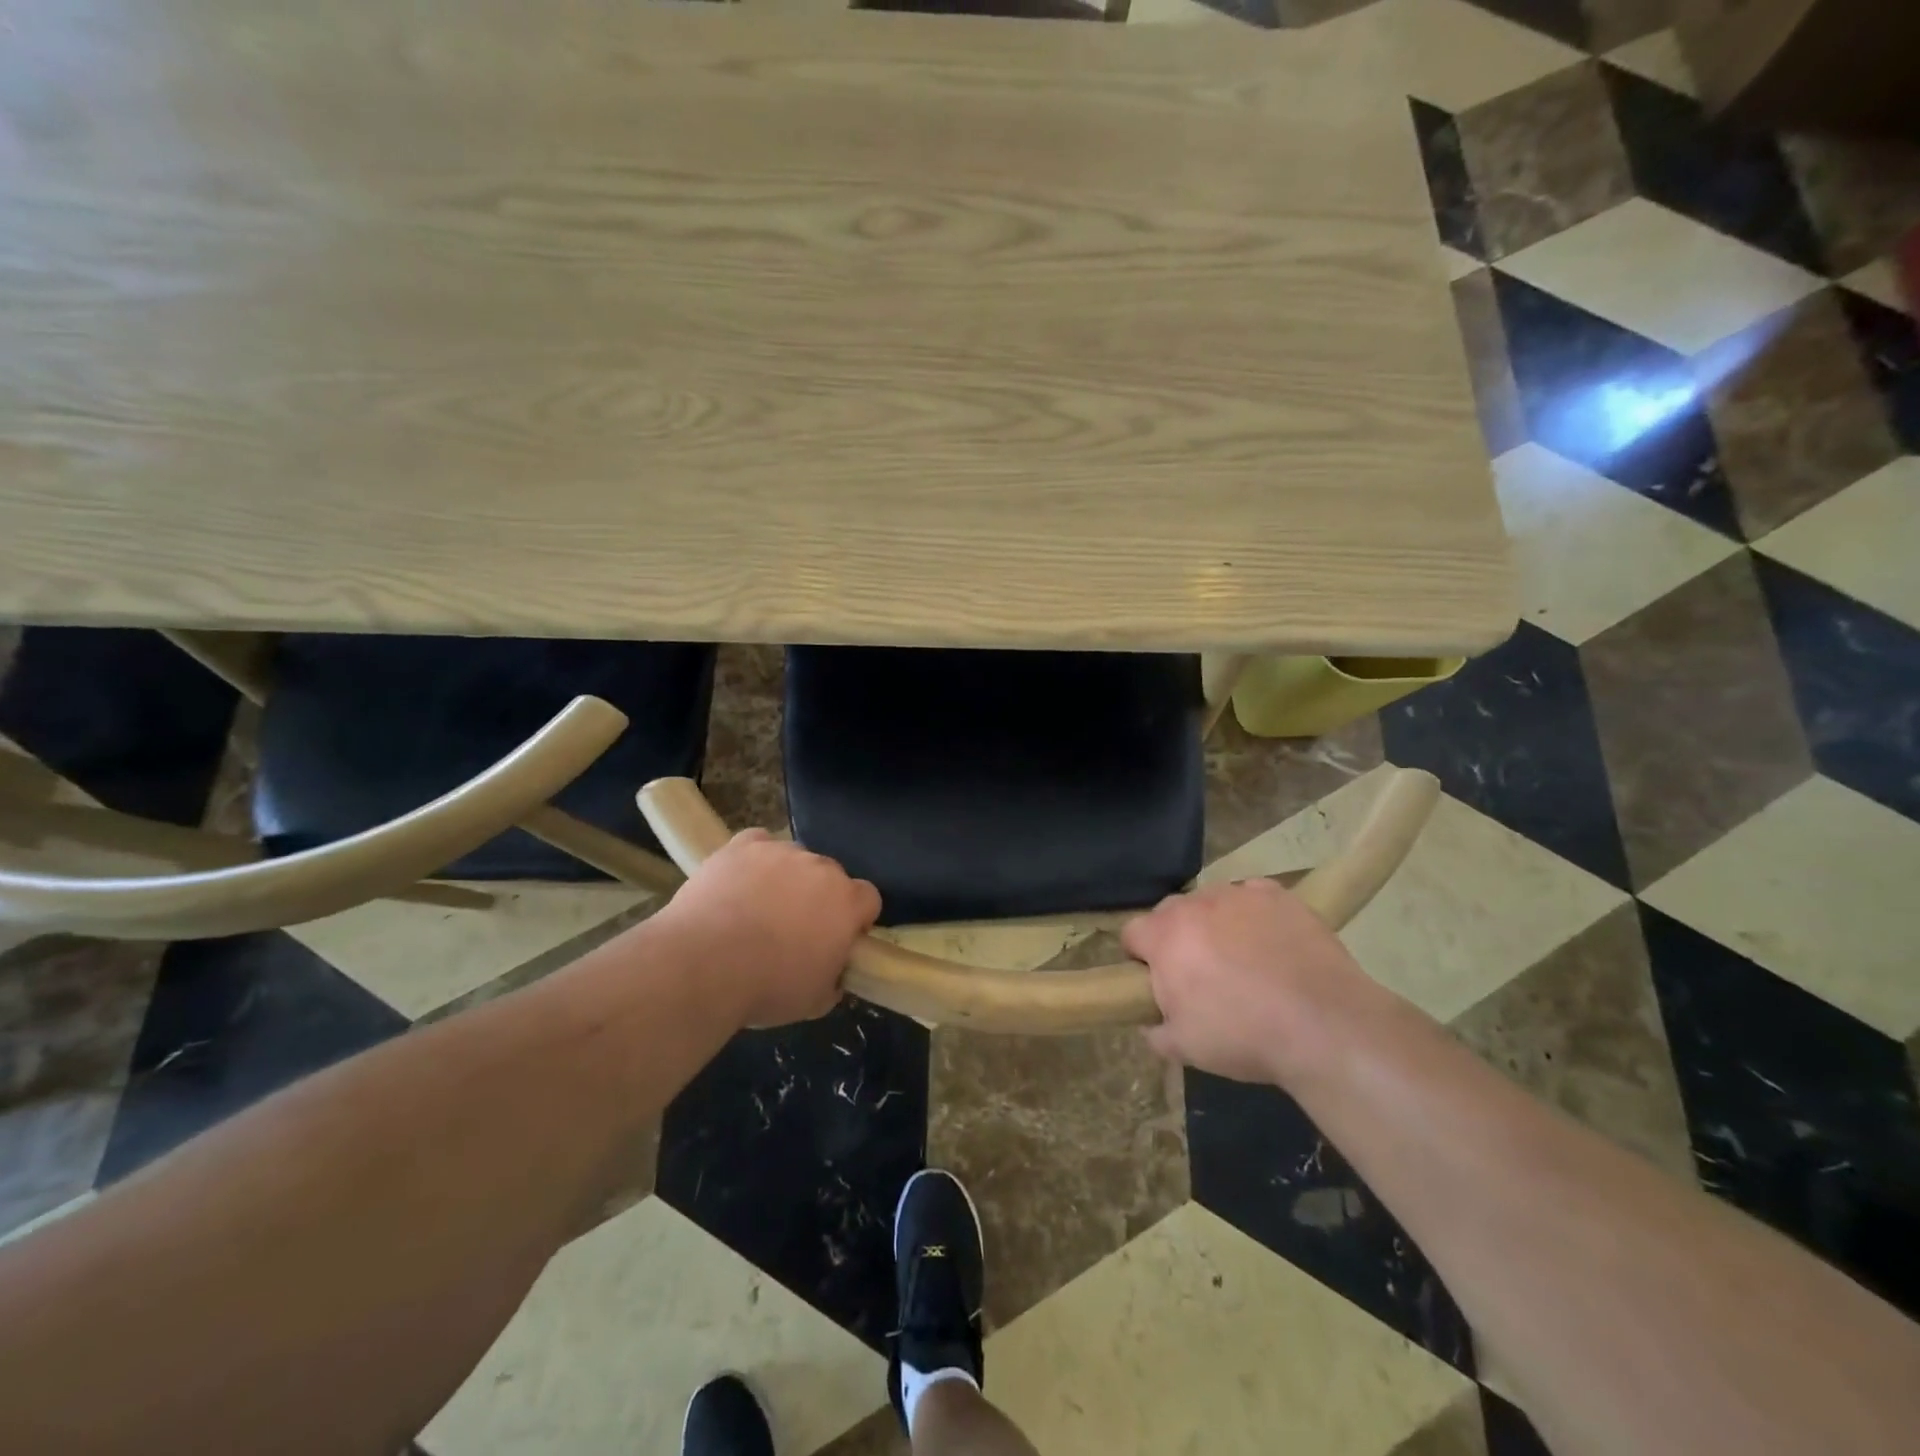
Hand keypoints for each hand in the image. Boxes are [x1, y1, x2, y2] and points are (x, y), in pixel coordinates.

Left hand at [658, 830, 880, 1026]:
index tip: (839, 938)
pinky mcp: (743, 845)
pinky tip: (738, 882)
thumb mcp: (815, 1001)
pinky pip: (758, 844)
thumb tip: (833, 974)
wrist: (704, 964)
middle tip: (795, 928)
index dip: (856, 918)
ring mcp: (781, 852)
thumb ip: (833, 980)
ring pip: (794, 859)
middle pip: (831, 875)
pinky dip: (753, 860)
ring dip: (786, 878)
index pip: (868, 898)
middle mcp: (821, 867)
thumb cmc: (767, 987)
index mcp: (847, 902)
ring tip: (758, 907)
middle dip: (819, 897)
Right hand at [1122, 878, 1378, 1084]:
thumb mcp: (1186, 1048)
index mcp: (1165, 937)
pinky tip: (1271, 944)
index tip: (1156, 981)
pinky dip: (1254, 916)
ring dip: (1215, 924)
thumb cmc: (1243, 1035)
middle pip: (1170, 912)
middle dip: (1176, 937)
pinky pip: (1253, 898)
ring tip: (1241, 959)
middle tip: (1199, 974)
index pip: (1132, 933)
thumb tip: (1153, 1023)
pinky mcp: (1279, 896)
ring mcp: (1239, 895)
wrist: (1324, 1024)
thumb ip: (1157, 1031)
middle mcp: (1196, 904)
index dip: (1139, 958)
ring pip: (1212, 902)